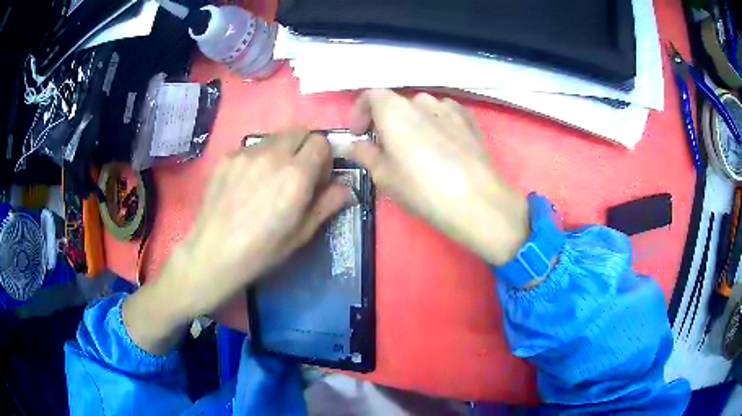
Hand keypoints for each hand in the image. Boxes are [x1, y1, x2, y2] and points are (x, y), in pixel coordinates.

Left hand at [124, 128, 352, 353]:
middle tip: (296, 173)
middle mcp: (273, 155)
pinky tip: (246, 184)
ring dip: (281, 151)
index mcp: (296, 175)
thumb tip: (348, 189)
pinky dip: (257, 158)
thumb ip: (327, 205)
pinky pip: (251, 147)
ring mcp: (246, 153)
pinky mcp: (227, 157)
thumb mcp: (301, 234)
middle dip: (304, 147)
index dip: (323, 159)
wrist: (213, 254)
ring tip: (268, 179)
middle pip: (299, 130)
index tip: (317, 178)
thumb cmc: (261, 251)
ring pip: (274, 137)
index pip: (321, 142)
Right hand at [349, 89, 528, 265]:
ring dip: (413, 124)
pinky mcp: (469, 120)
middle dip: (386, 122)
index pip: (370, 96)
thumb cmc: (421, 188)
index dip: (360, 113)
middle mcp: (421, 100)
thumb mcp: (384, 176)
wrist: (475, 200)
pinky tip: (442, 148)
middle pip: (397, 104)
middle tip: (386, 149)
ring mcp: (449, 108)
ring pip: (422, 110)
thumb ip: (365, 154)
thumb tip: (356, 145)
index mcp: (394, 109)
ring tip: (417, 151)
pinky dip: (436, 125)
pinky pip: (444, 115)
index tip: (359, 135)